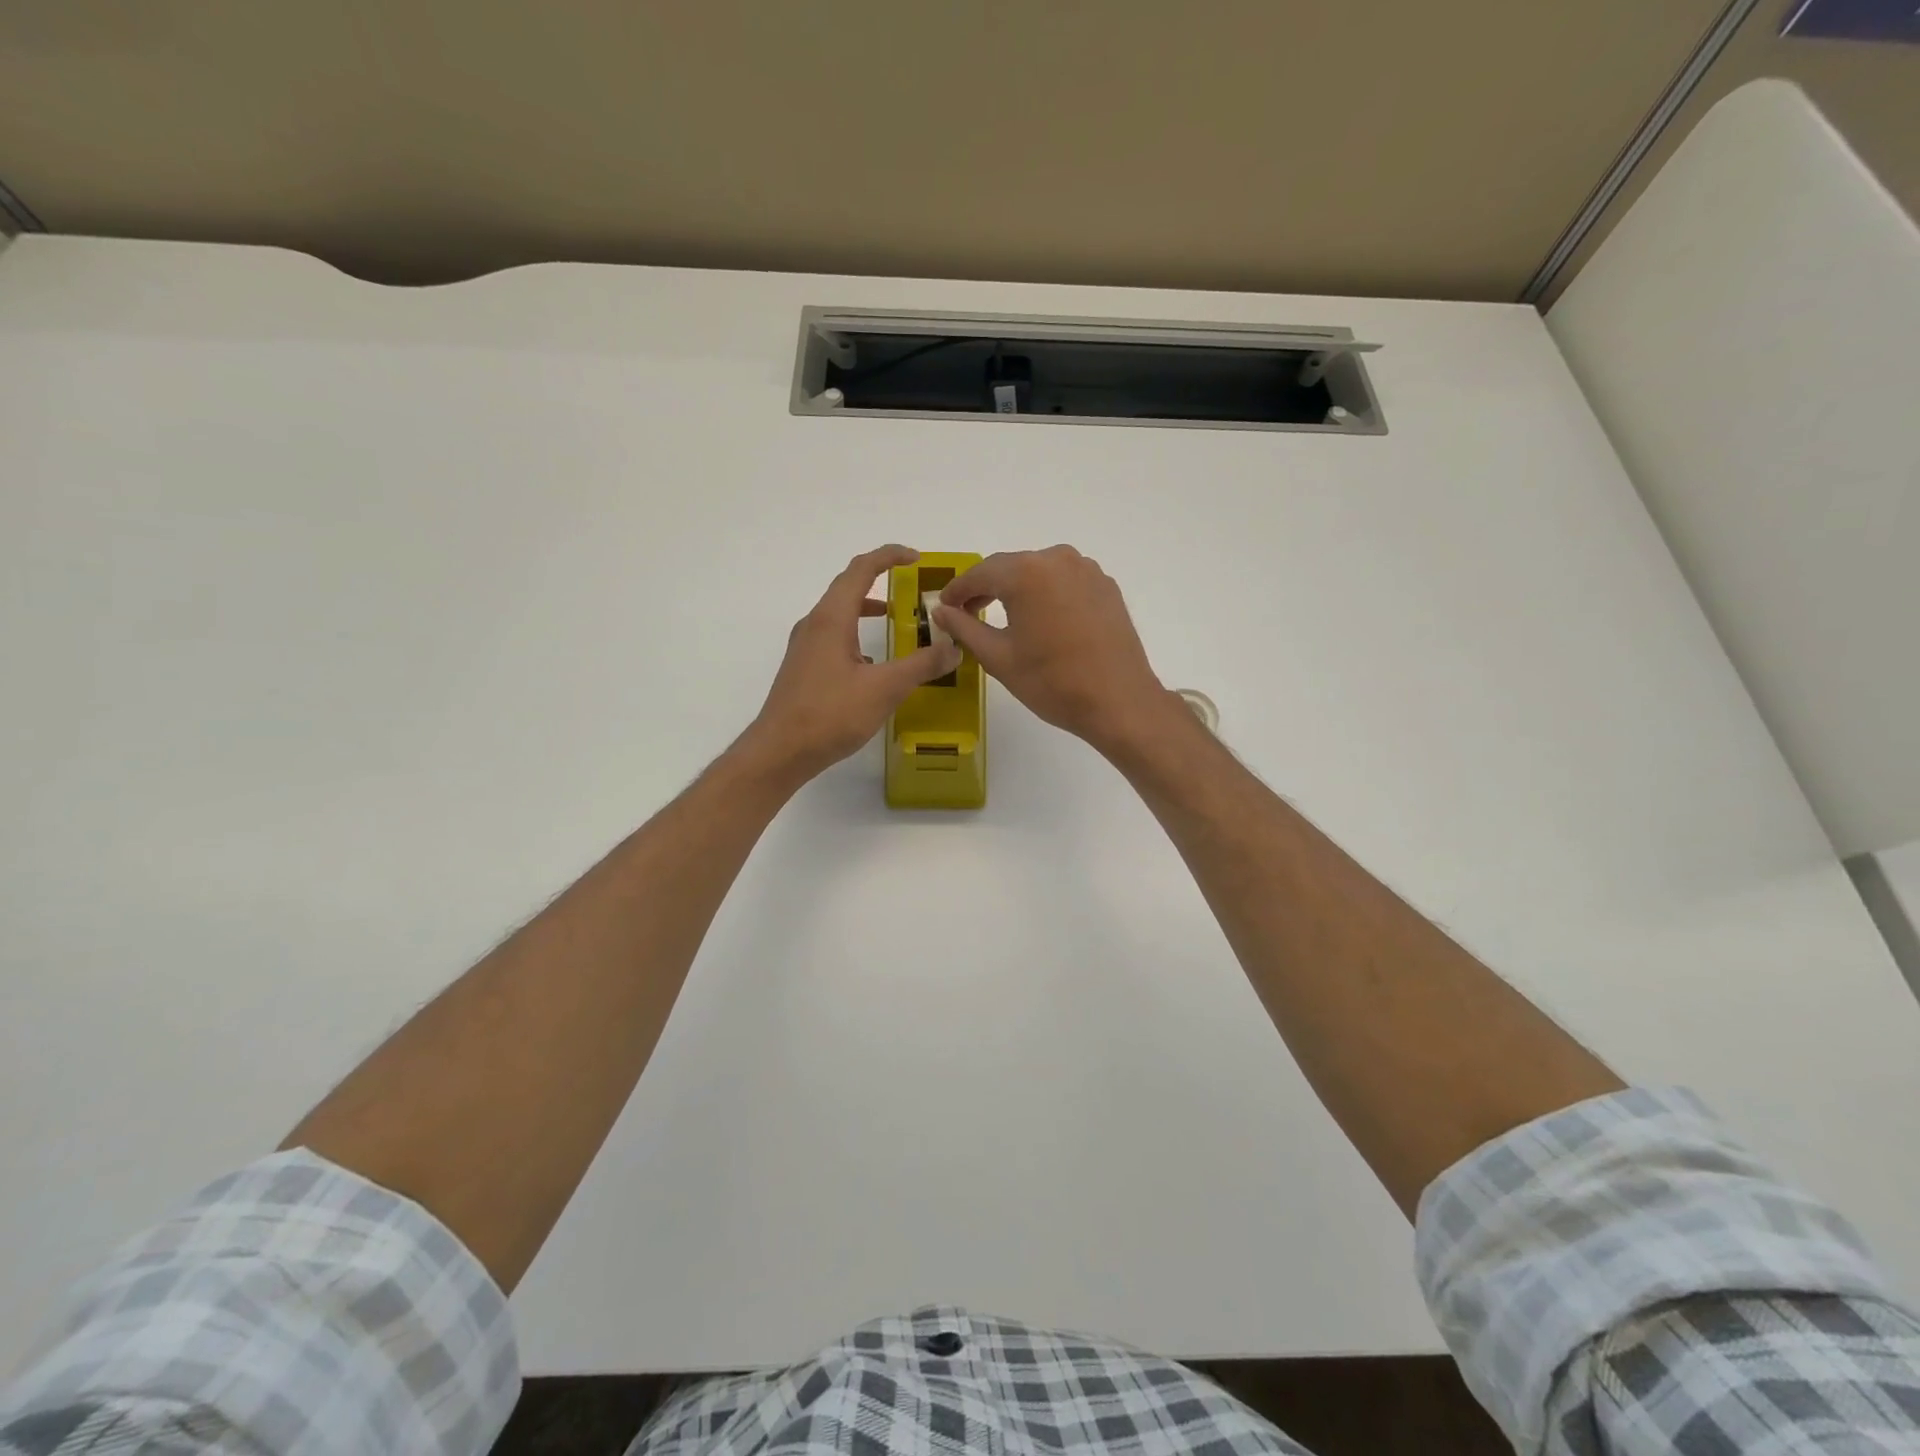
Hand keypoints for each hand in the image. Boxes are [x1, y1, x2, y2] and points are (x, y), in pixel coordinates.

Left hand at [741, 546, 960, 785]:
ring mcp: (805, 647)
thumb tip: (953, 648)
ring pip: (839, 614)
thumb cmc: (830, 714)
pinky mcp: (803, 668)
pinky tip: (872, 664)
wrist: (780, 751)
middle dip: (880, 580)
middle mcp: (814, 624)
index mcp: (832, 618)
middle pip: (847, 587)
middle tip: (911, 587)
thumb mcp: (884, 689)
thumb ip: (922, 665)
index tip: (916, 558)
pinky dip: (856, 635)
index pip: (861, 570)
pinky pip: (833, 638)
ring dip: (866, 609)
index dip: (889, 557)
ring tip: (894, 620)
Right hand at [933, 545, 1175, 754]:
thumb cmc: (1052, 682)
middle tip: (968, 613)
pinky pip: (1065, 582)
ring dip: (1017, 590)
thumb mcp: (998, 657)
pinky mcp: (1106, 586)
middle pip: (1011, 567)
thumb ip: (964, 628)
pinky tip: (1042, 620)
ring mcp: (1087, 570)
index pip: (980, 573)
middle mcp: (1058, 559)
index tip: (944, 606)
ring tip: (1004, 617)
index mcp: (1026, 572)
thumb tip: (941, 610)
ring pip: (1039, 572)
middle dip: (987, 588)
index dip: (958, 590)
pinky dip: (1046, 595)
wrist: (1119, 701)